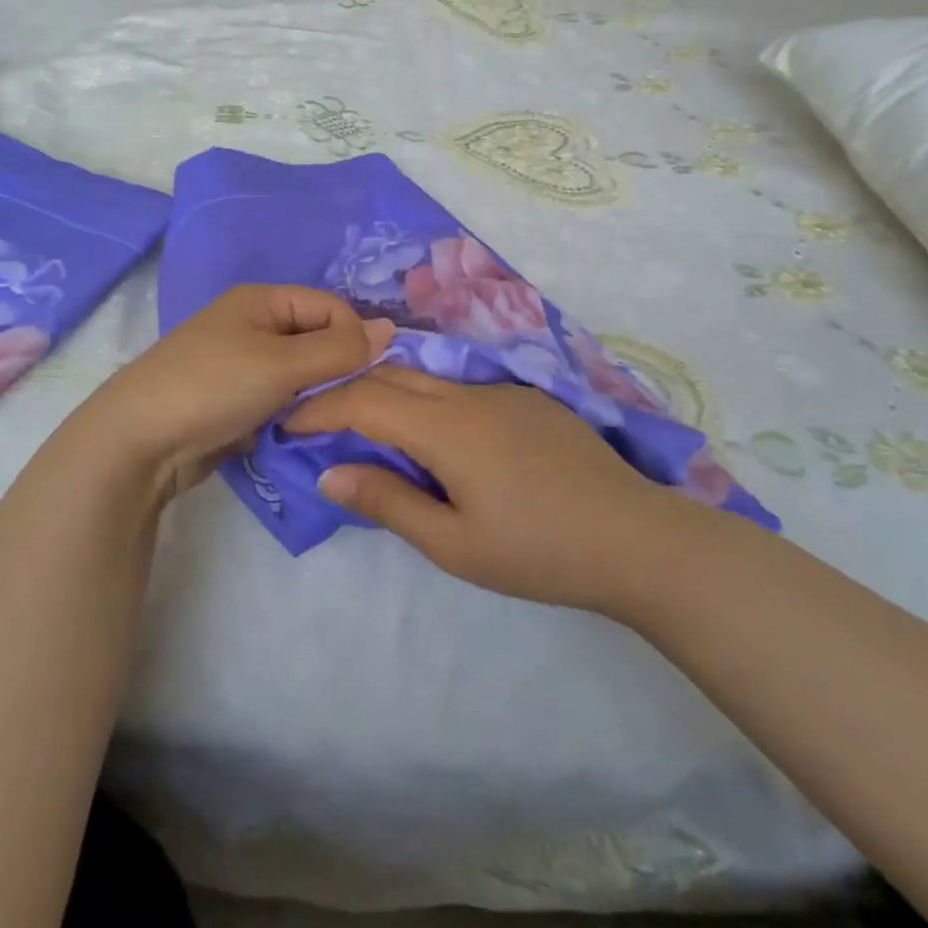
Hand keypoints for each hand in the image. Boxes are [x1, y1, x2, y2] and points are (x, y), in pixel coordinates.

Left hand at [67, 285, 393, 505]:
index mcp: (262, 300)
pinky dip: (294, 413)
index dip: (354, 337)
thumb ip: (339, 349)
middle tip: (347, 404)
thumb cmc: (213, 388)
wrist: (137, 442)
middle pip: (317, 339)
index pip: (330, 307)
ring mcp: (242, 363)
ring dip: (316, 395)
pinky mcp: (235, 399)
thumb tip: (389, 330)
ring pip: (302, 373)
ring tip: (322, 420)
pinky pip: (281, 398)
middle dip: (336, 369)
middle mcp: (253, 324)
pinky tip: (300, 433)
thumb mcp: (282, 364)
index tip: (366, 376)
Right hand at [285, 367, 689, 613]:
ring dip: (391, 394)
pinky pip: (464, 390)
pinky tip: (438, 438)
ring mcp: (505, 392)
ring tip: (370, 429)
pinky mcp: (531, 400)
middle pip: (394, 375)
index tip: (291, 422)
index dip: (322, 406)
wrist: (636, 539)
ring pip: (430, 379)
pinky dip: (430, 402)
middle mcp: (471, 394)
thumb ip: (388, 501)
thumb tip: (331, 472)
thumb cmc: (537, 551)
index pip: (365, 399)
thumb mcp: (453, 542)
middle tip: (320, 421)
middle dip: (350, 390)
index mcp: (446, 427)